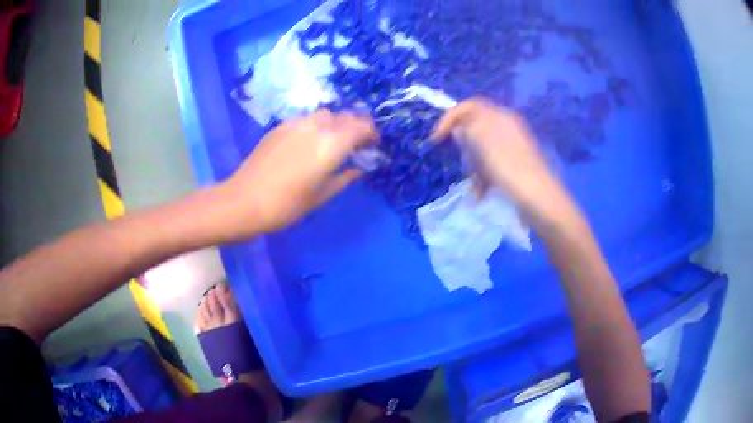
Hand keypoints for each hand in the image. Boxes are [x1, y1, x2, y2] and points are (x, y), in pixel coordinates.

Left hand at [215, 110, 376, 237]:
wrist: (244, 200)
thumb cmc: (287, 205)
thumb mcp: (321, 195)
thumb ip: (345, 177)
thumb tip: (360, 167)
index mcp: (332, 144)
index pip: (362, 127)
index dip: (372, 133)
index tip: (374, 144)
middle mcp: (317, 126)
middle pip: (345, 116)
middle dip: (356, 126)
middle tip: (357, 143)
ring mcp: (296, 123)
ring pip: (326, 114)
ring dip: (336, 123)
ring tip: (334, 141)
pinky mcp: (281, 126)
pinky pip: (307, 119)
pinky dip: (317, 126)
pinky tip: (310, 142)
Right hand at [432, 98, 577, 225]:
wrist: (538, 199)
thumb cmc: (508, 168)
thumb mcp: (483, 141)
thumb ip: (467, 126)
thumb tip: (460, 126)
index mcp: (501, 117)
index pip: (470, 106)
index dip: (450, 118)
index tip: (437, 138)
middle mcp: (507, 128)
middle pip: (475, 129)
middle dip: (465, 147)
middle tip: (463, 162)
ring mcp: (512, 148)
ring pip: (481, 151)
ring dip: (473, 166)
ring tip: (475, 184)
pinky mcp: (514, 167)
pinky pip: (491, 166)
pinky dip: (484, 177)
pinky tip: (482, 193)